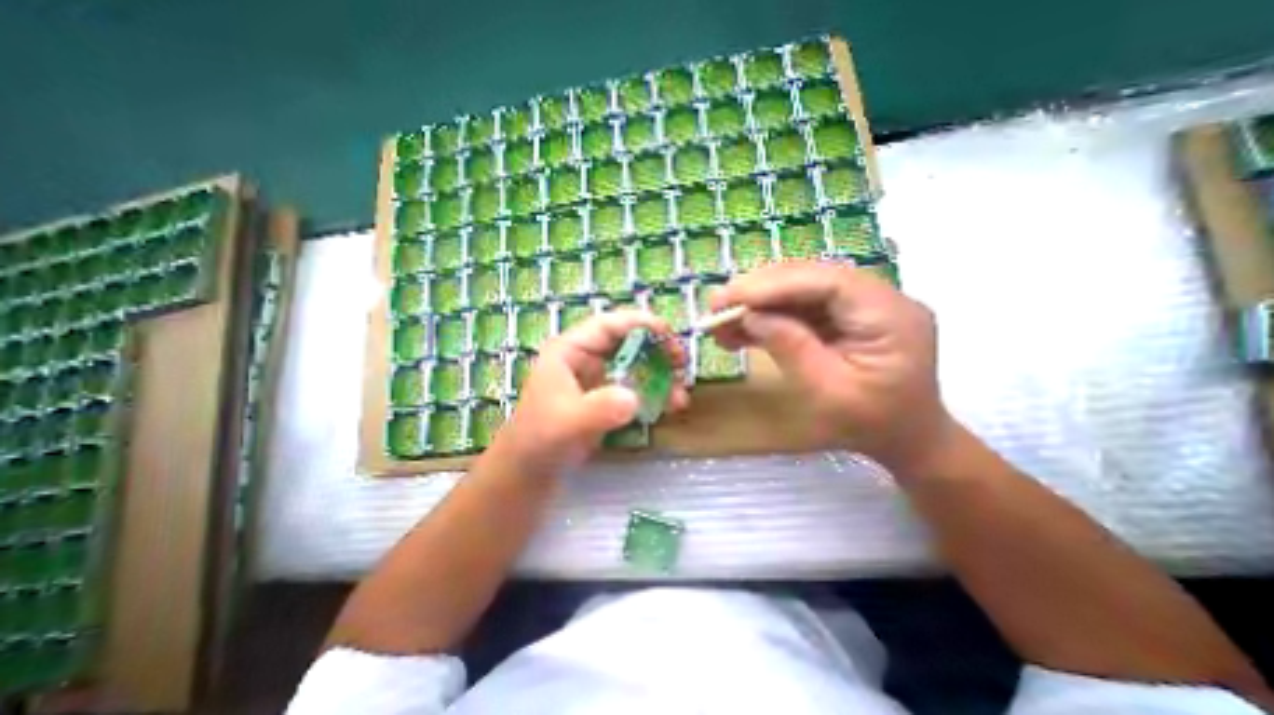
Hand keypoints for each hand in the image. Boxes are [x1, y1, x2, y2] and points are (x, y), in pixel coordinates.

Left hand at [494, 311, 693, 471]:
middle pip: (627, 341)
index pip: (608, 325)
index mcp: (570, 351)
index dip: (640, 323)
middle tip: (682, 364)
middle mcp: (585, 359)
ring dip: (660, 375)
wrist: (530, 473)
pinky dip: (654, 393)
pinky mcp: (605, 398)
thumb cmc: (540, 442)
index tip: (670, 334)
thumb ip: (599, 410)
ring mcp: (597, 379)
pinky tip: (669, 406)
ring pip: (635, 365)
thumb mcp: (568, 424)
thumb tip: (634, 398)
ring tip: (680, 396)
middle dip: (657, 350)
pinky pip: (635, 386)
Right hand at [711, 259, 950, 472]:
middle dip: (759, 290)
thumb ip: (790, 348)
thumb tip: (750, 316)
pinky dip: (767, 316)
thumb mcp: (827, 394)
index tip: (732, 297)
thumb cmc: (871, 425)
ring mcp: (860, 304)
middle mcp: (879, 298)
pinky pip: (800, 306)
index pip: (828, 282)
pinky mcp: (843, 315)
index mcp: (890, 316)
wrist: (904, 438)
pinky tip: (740, 329)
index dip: (776, 284)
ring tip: (721, 320)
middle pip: (811, 278)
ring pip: (800, 289)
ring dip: (757, 303)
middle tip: (716, 305)